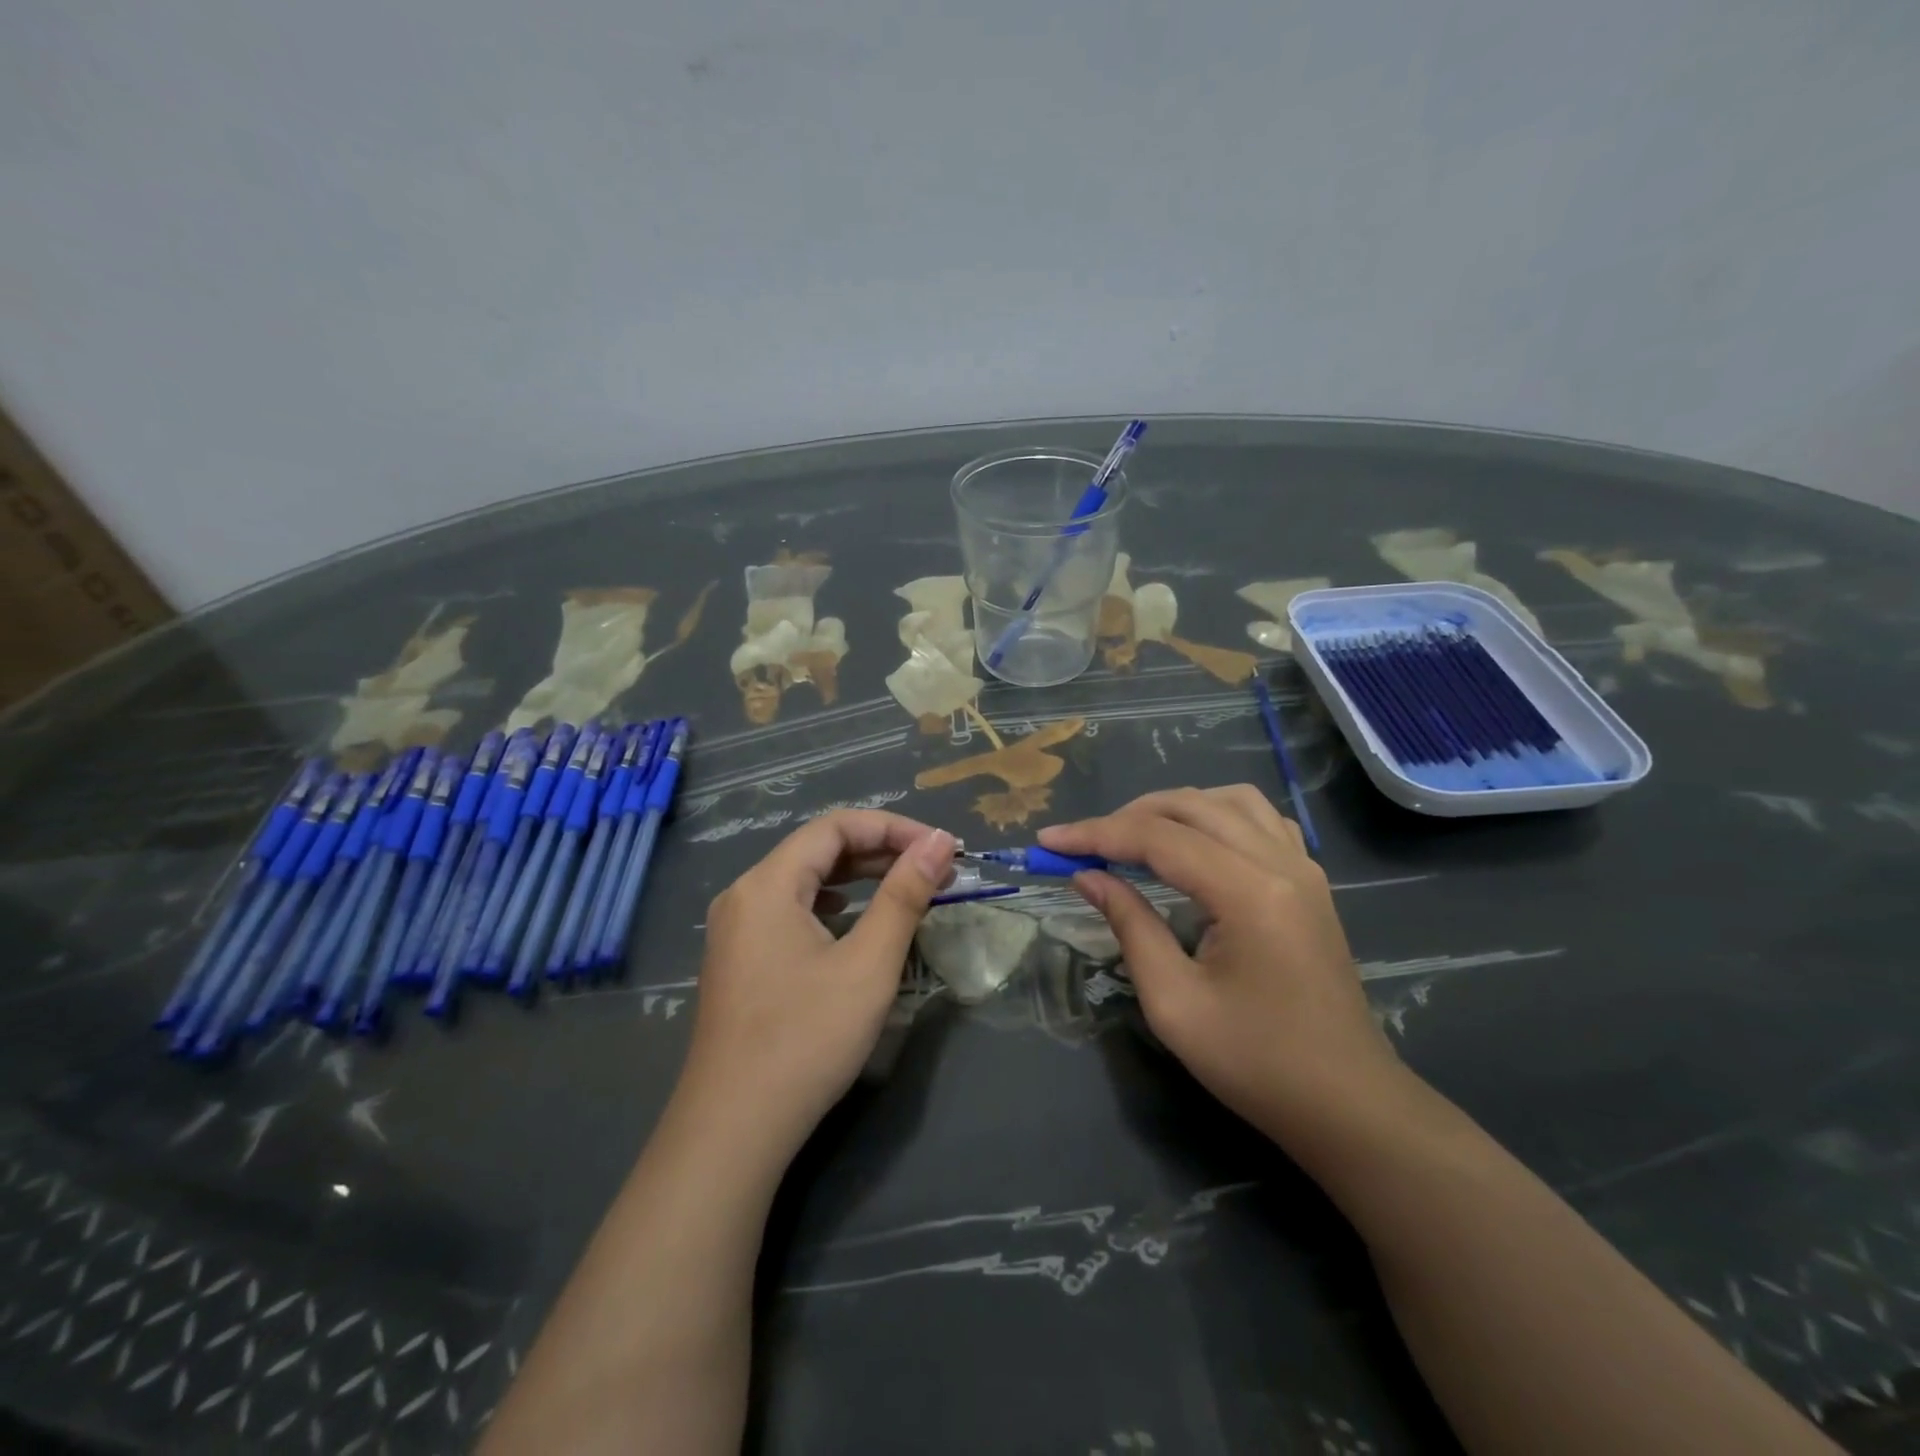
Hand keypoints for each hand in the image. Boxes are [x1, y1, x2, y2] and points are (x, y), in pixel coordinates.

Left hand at [677, 811, 955, 1164]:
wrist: (734, 1129)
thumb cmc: (807, 1038)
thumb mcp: (869, 963)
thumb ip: (904, 894)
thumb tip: (940, 841)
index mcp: (767, 883)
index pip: (835, 826)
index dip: (893, 827)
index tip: (940, 847)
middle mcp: (744, 894)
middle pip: (817, 849)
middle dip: (879, 851)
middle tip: (933, 868)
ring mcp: (735, 929)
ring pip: (803, 880)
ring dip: (857, 877)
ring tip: (904, 886)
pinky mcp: (738, 960)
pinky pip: (789, 910)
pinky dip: (830, 904)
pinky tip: (851, 919)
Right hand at [1040, 786, 1400, 1145]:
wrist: (1346, 1103)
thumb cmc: (1256, 1063)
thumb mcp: (1174, 1002)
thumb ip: (1129, 925)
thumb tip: (1088, 876)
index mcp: (1248, 892)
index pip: (1158, 838)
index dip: (1096, 834)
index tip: (1048, 842)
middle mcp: (1281, 863)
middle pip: (1191, 806)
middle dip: (1127, 816)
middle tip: (1083, 845)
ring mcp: (1303, 868)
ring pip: (1230, 801)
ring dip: (1174, 809)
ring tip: (1133, 837)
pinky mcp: (1310, 882)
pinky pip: (1261, 819)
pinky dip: (1216, 817)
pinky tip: (1195, 844)